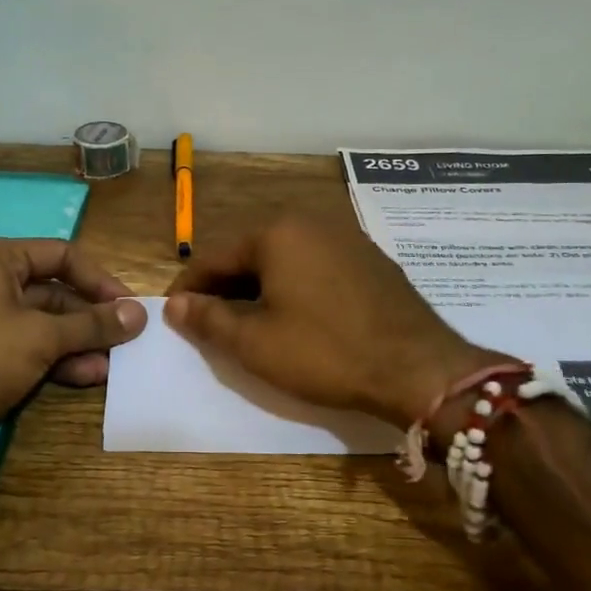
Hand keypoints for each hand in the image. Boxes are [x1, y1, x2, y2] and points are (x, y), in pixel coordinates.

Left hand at [0, 238, 146, 468]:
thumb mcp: (41, 337)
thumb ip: (93, 323)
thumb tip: (138, 313)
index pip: (61, 255)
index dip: (100, 280)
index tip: (129, 307)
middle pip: (52, 292)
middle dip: (90, 319)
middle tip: (126, 341)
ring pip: (40, 324)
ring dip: (76, 344)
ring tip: (111, 367)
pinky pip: (23, 348)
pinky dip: (53, 360)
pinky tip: (85, 378)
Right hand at [164, 217, 491, 427]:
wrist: (418, 368)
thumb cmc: (326, 353)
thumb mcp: (256, 343)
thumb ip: (208, 319)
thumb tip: (175, 304)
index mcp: (277, 232)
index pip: (214, 256)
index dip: (188, 287)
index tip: (173, 314)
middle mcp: (311, 221)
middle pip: (249, 252)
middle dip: (224, 285)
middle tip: (208, 321)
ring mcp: (346, 237)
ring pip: (283, 258)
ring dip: (258, 285)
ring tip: (247, 321)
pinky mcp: (370, 258)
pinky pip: (314, 265)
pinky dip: (293, 285)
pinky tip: (294, 315)